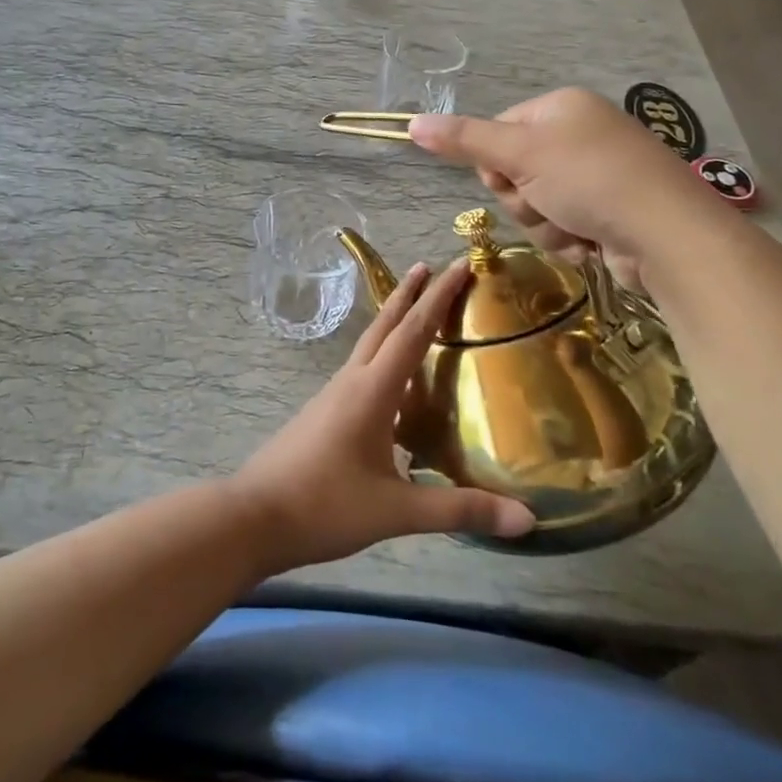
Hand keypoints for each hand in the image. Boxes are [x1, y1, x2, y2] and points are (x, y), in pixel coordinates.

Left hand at [231, 261, 533, 574]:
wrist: (253, 518)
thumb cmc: (324, 506)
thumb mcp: (395, 512)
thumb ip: (459, 509)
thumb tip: (527, 518)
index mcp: (372, 391)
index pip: (414, 332)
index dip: (439, 297)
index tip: (460, 264)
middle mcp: (352, 381)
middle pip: (385, 325)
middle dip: (409, 294)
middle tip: (430, 266)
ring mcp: (333, 396)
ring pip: (370, 345)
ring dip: (394, 322)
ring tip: (416, 311)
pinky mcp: (324, 413)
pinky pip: (362, 371)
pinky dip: (383, 357)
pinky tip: (394, 382)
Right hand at [408, 87, 720, 259]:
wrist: (666, 234)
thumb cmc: (590, 180)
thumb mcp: (520, 155)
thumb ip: (464, 140)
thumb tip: (410, 123)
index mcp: (560, 108)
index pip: (497, 132)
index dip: (496, 163)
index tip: (513, 176)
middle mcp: (578, 136)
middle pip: (514, 173)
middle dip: (524, 199)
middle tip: (547, 202)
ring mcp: (596, 175)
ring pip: (535, 206)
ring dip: (546, 225)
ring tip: (575, 226)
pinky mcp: (607, 212)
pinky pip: (561, 226)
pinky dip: (569, 239)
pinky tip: (591, 242)